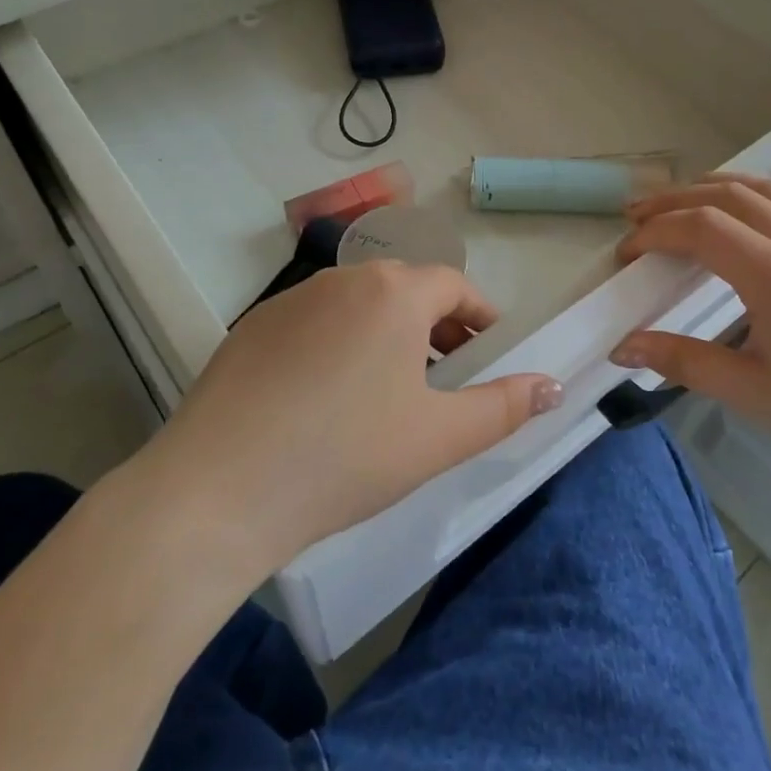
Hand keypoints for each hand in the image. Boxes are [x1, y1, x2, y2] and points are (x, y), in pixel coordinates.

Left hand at [154, 261, 561, 571]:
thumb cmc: (346, 456)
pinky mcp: (252, 328)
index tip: (491, 349)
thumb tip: (553, 385)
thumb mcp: (439, 438)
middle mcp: (343, 279)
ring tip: (392, 388)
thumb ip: (504, 407)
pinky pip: (316, 323)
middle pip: (406, 289)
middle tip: (448, 373)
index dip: (481, 315)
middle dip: (437, 325)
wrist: (217, 491)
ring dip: (388, 333)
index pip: (455, 286)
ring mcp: (291, 300)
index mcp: (394, 292)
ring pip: (359, 305)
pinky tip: (327, 399)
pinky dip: (340, 344)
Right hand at [611, 148, 770, 503]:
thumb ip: (681, 361)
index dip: (657, 232)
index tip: (627, 252)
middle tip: (637, 216)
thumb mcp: (749, 393)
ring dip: (721, 185)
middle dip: (677, 200)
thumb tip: (620, 347)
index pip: (703, 229)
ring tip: (683, 195)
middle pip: (731, 199)